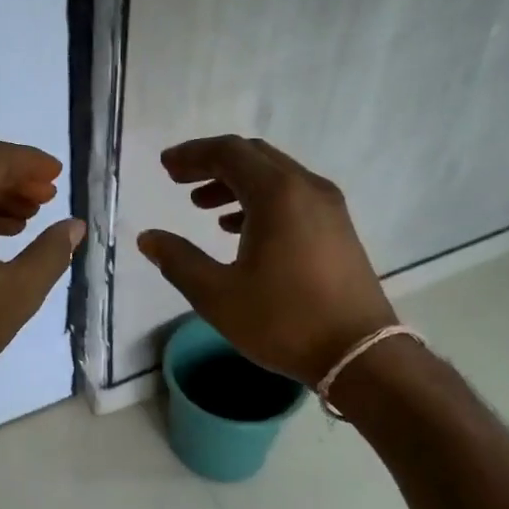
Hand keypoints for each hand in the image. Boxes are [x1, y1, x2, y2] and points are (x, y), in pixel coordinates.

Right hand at [138, 135, 395, 384]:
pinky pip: (292, 196)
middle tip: (178, 180)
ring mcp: (328, 207)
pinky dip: (259, 200)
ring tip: (201, 207)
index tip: (165, 166)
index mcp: (276, 195)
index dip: (192, 154)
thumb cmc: (283, 321)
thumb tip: (148, 238)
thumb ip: (178, 260)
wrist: (360, 355)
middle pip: (253, 156)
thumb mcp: (217, 295)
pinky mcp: (337, 228)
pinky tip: (237, 229)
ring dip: (234, 183)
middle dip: (212, 163)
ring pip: (274, 176)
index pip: (229, 153)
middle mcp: (306, 188)